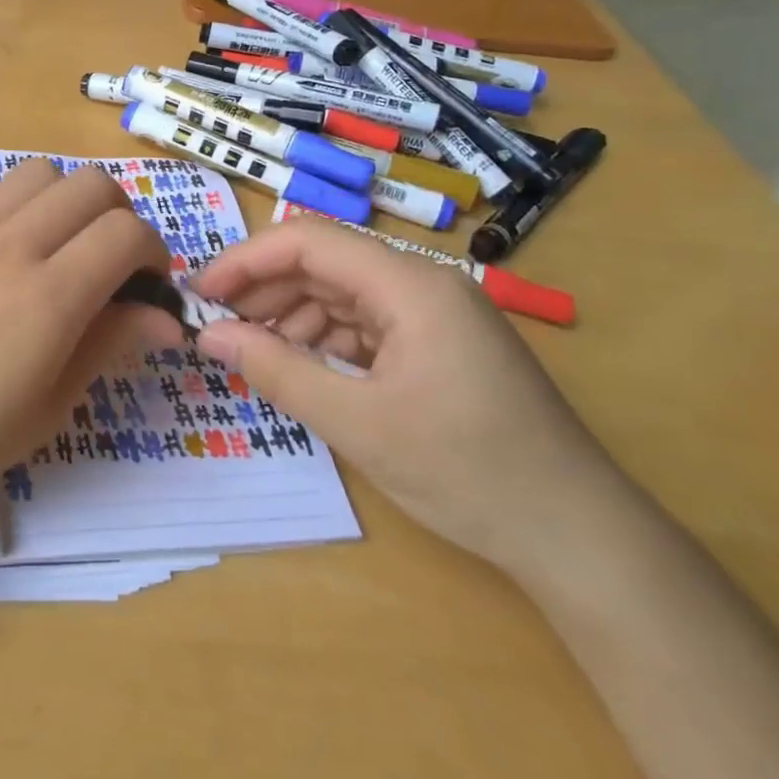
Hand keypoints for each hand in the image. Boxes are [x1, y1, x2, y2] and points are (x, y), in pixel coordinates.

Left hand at [0, 159, 180, 540]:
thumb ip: (110, 344)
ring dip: (65, 200)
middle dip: (119, 216)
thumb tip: (165, 318)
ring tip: (54, 247)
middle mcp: (9, 244)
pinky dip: (12, 205)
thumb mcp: (49, 405)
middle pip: (92, 185)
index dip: (153, 252)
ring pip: (38, 172)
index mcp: (48, 296)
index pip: (127, 231)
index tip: (146, 285)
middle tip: (109, 263)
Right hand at [191, 219, 634, 577]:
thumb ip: (276, 370)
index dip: (246, 261)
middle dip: (264, 290)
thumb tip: (209, 336)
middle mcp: (423, 285)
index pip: (308, 241)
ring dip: (291, 316)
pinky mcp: (439, 345)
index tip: (200, 294)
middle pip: (324, 264)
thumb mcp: (356, 422)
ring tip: (251, 351)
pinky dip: (325, 340)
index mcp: (410, 285)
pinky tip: (301, 367)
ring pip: (342, 293)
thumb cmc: (467, 471)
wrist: (578, 536)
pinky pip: (365, 324)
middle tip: (215, 327)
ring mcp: (435, 315)